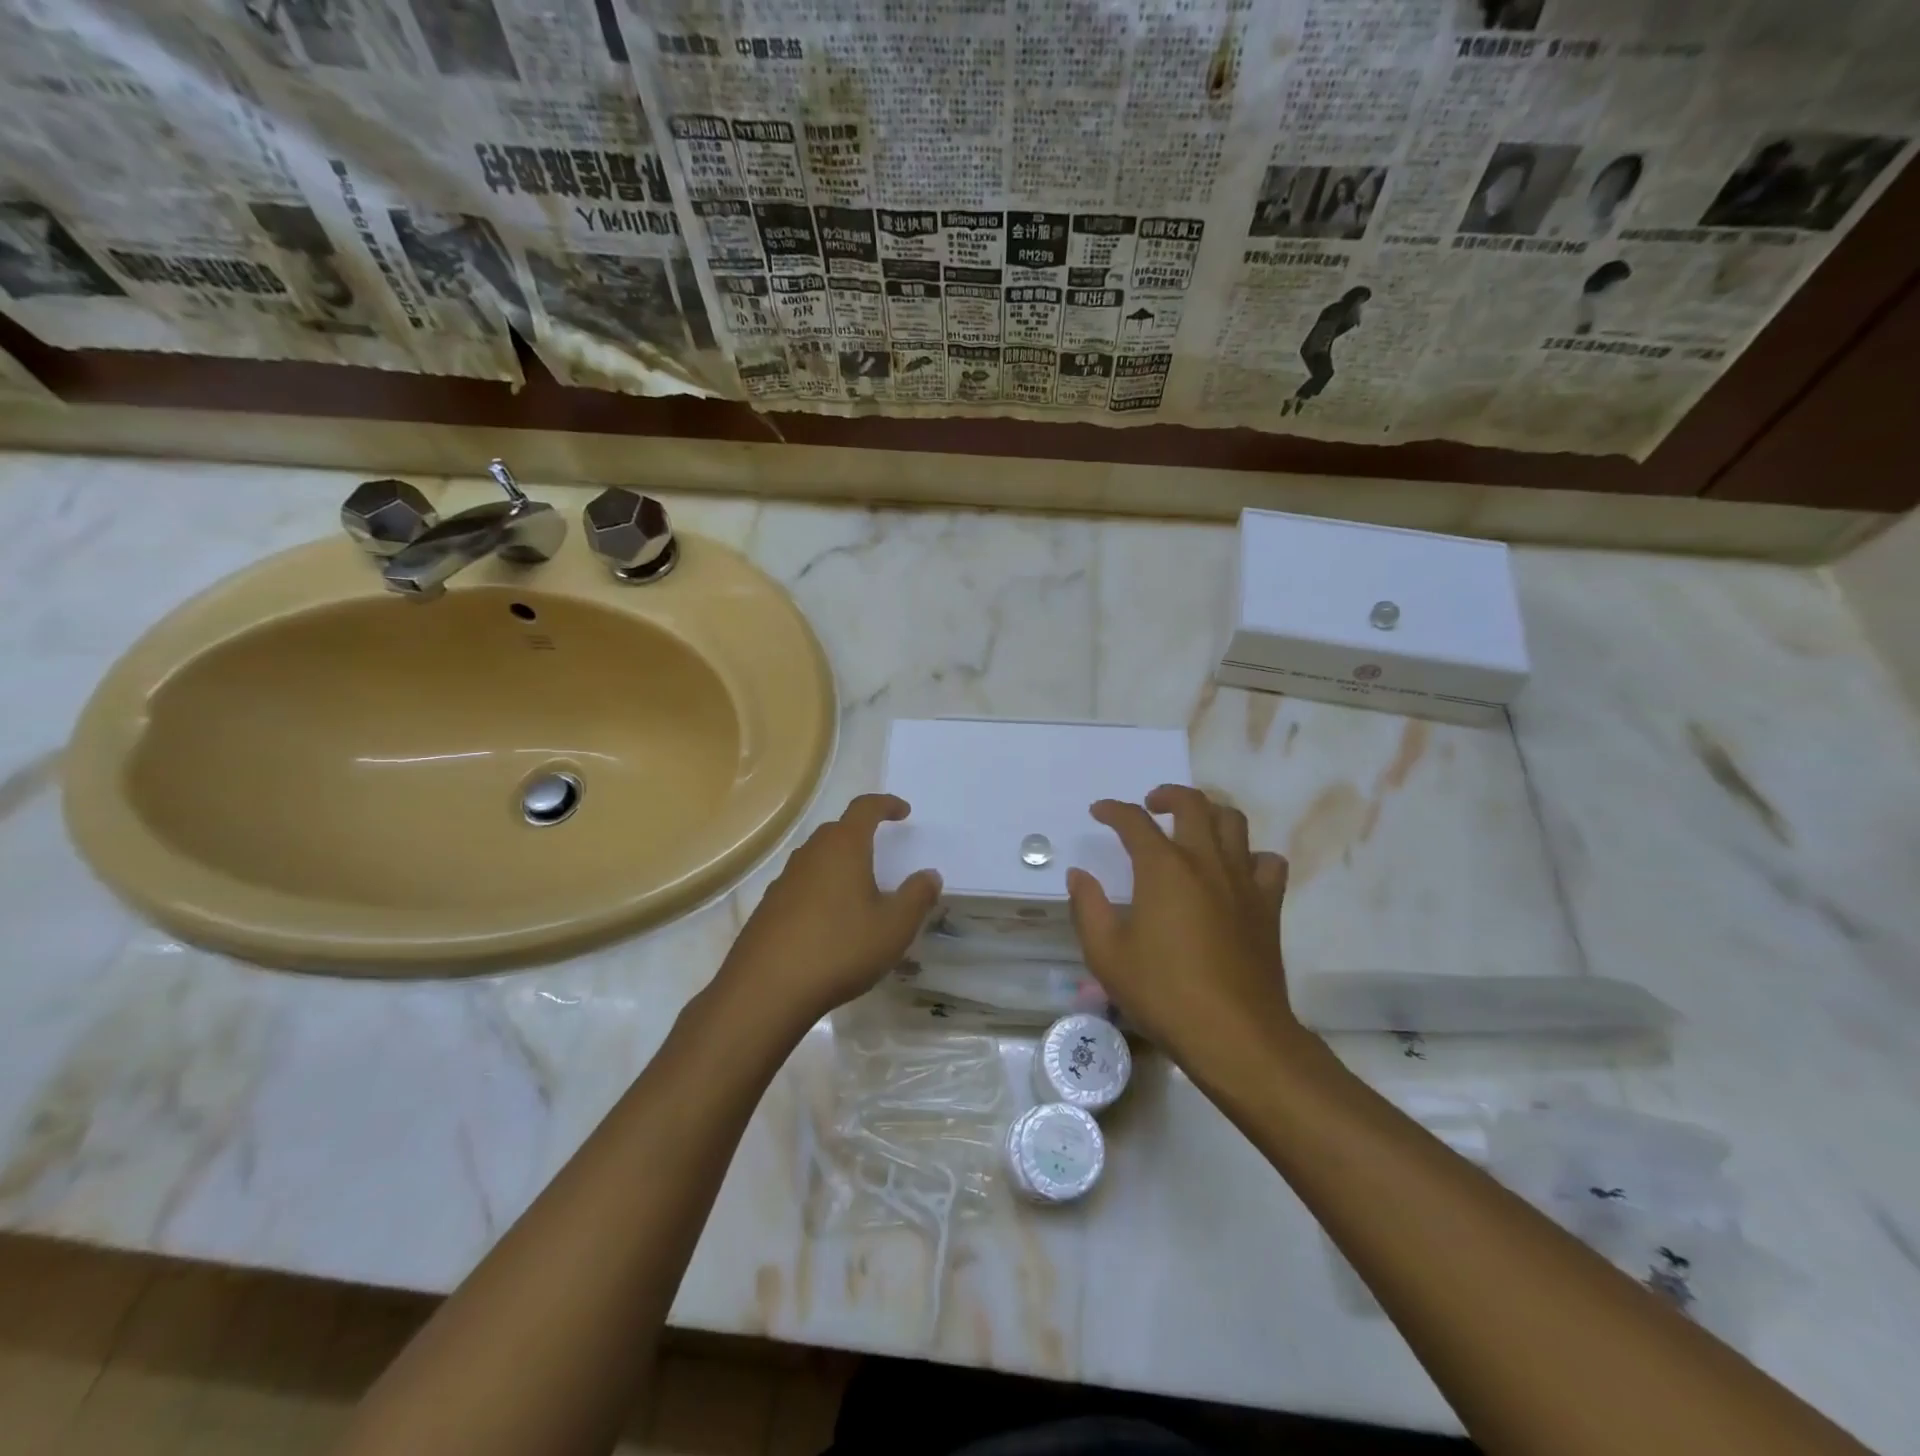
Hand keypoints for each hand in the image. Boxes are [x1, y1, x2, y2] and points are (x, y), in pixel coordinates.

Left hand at [716, 794, 940, 1031]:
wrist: (766, 990)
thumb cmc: (839, 949)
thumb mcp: (894, 927)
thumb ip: (917, 897)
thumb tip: (930, 875)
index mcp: (843, 847)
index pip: (865, 808)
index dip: (886, 804)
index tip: (903, 812)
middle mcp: (811, 854)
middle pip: (837, 830)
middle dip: (861, 833)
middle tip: (882, 850)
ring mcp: (784, 880)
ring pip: (817, 858)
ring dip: (839, 863)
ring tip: (859, 888)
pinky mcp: (768, 907)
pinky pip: (801, 885)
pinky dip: (820, 890)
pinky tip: (829, 920)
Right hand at [1067, 785, 1295, 1064]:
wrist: (1235, 1034)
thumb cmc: (1163, 993)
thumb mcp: (1107, 955)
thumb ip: (1088, 908)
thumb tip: (1079, 875)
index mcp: (1163, 868)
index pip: (1134, 822)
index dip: (1113, 811)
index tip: (1099, 812)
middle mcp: (1205, 862)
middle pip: (1192, 804)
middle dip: (1167, 795)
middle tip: (1150, 806)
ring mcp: (1242, 881)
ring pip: (1234, 823)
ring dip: (1210, 814)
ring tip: (1193, 828)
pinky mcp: (1268, 906)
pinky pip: (1267, 863)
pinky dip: (1250, 856)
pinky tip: (1236, 872)